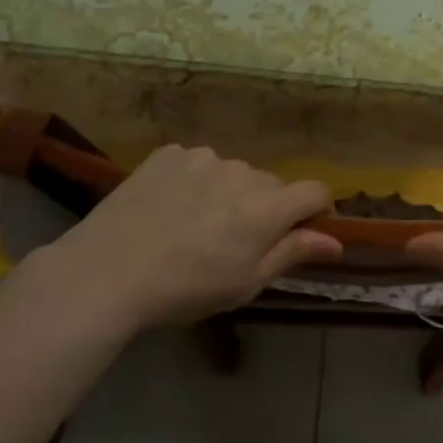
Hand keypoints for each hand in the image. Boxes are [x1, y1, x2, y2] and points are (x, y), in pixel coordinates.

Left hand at [33, 145, 341, 329]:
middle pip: (271, 185)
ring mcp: (204, 158)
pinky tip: (169, 207)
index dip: (316, 210)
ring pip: (233, 173)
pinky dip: (195, 181)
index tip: (302, 232)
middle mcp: (242, 172)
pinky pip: (197, 163)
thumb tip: (336, 241)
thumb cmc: (184, 290)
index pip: (314, 191)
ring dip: (228, 193)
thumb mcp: (245, 283)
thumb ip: (293, 253)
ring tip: (195, 225)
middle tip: (234, 242)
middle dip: (265, 208)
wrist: (106, 272)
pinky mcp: (170, 153)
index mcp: (266, 207)